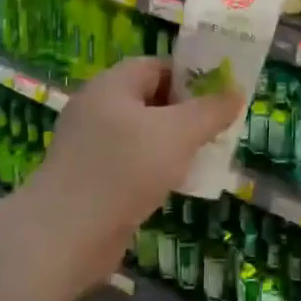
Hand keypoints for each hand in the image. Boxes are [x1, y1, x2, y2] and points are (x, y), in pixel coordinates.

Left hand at [28, 57, 241, 284]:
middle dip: (186, 113)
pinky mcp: (90, 180)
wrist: (65, 235)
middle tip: (218, 129)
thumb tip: (236, 92)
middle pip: (150, 100)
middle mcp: (97, 109)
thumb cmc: (124, 169)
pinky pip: (130, 165)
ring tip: (205, 158)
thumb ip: (210, 111)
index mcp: (112, 85)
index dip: (190, 76)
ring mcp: (90, 146)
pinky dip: (154, 171)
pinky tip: (176, 186)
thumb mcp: (178, 134)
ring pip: (142, 135)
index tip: (220, 97)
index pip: (156, 66)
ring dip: (172, 146)